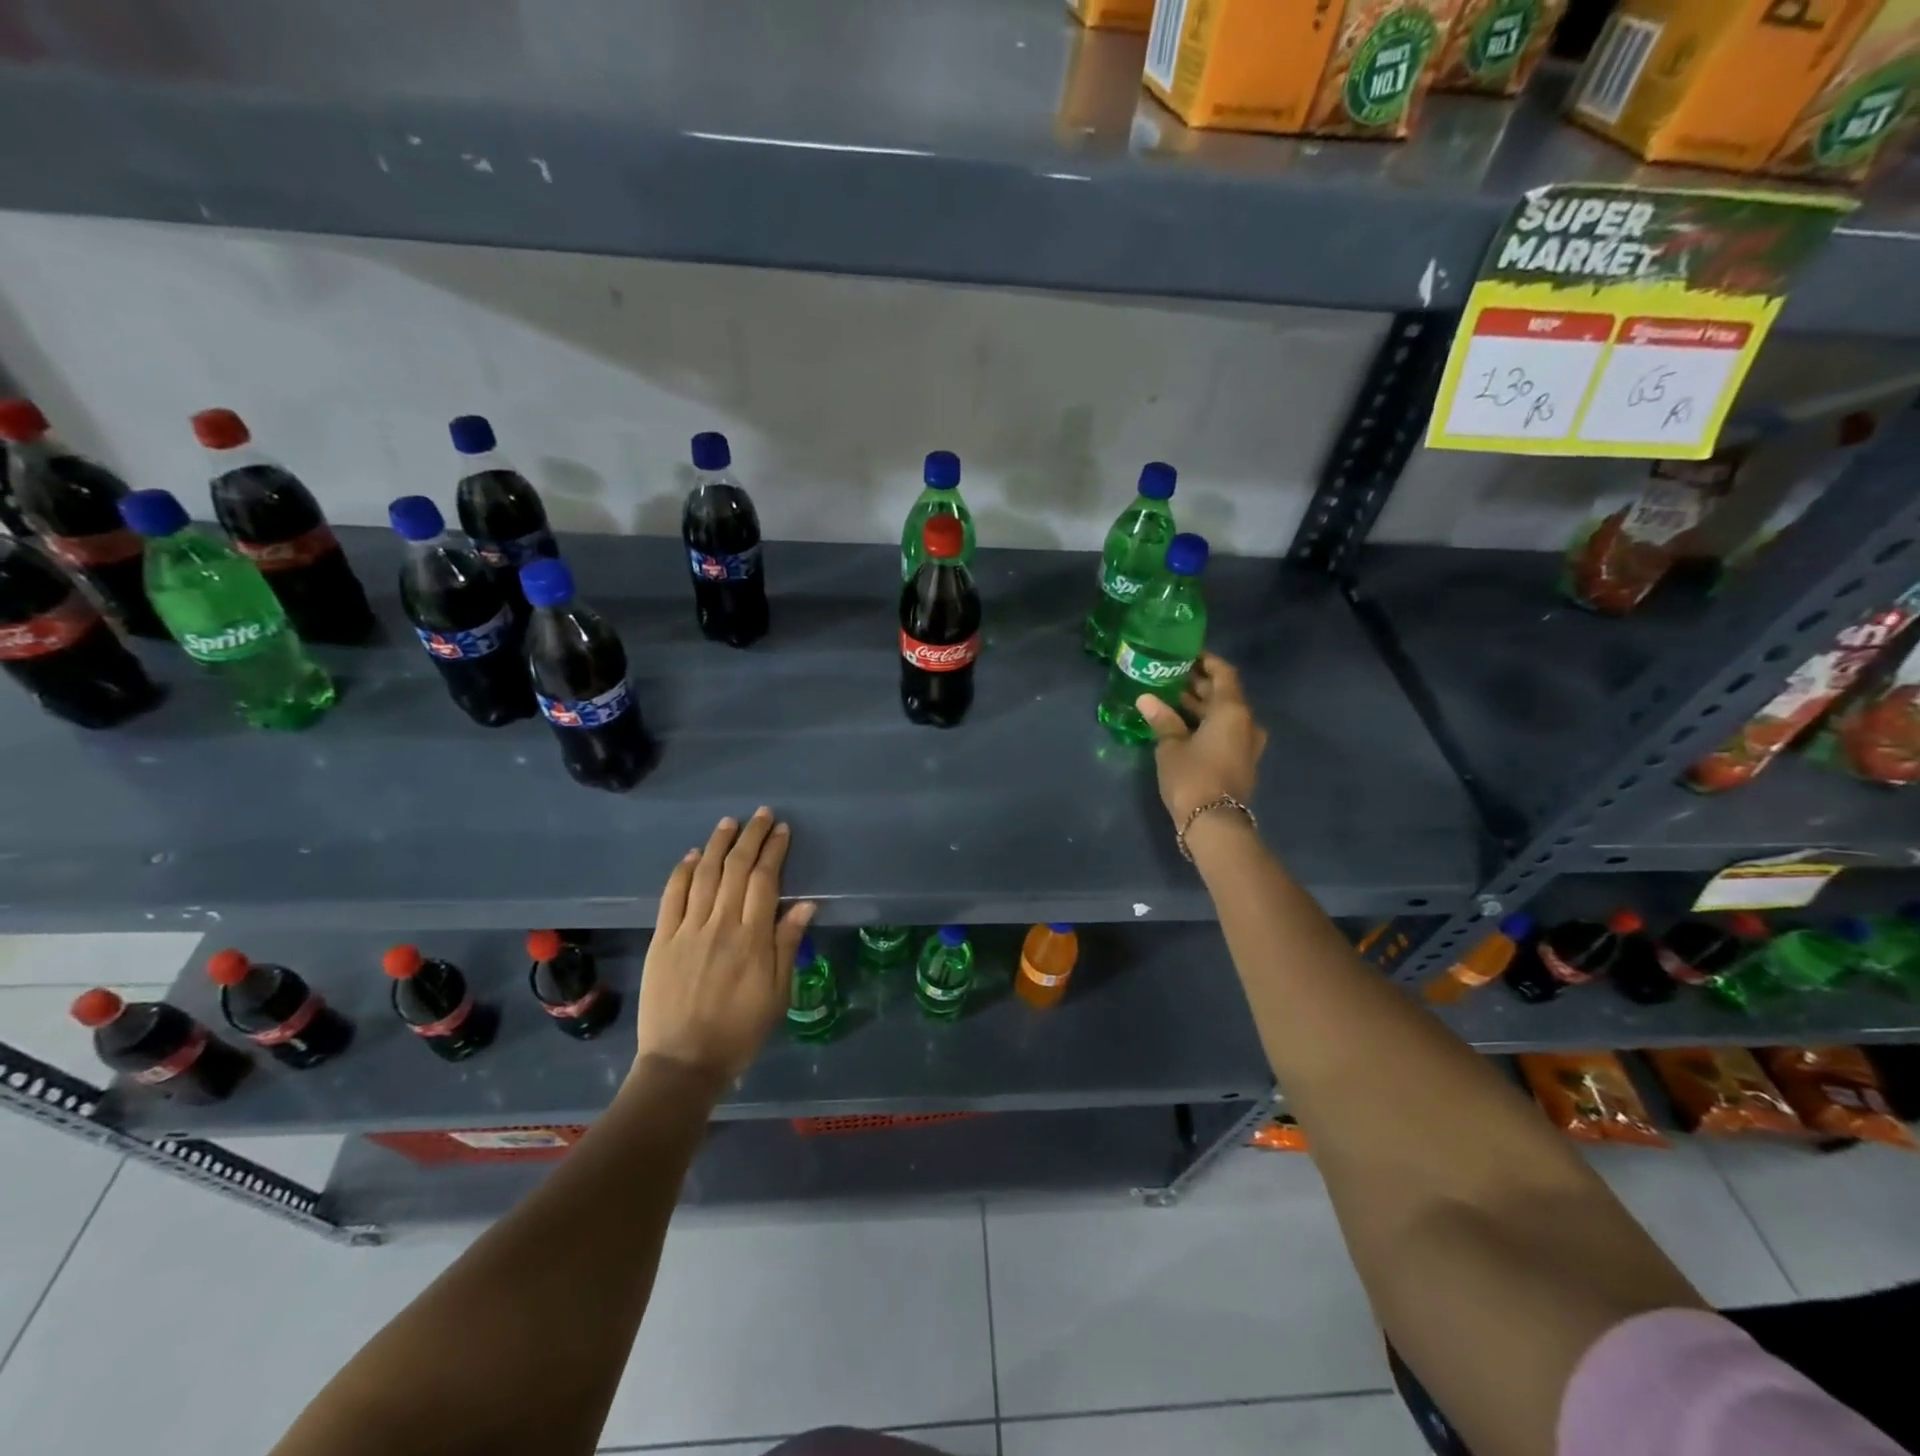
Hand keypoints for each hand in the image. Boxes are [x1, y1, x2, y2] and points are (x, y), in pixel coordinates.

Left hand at [635, 808, 813, 1085]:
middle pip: (735, 869)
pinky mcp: (662, 939)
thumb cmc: (739, 1031)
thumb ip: (787, 945)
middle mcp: (720, 924)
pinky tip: (691, 855)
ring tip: (729, 823)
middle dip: (750, 837)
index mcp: (752, 938)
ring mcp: (687, 929)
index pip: (764, 880)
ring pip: (704, 874)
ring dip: (717, 844)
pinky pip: (672, 896)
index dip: (774, 851)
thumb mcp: (777, 994)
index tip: (782, 830)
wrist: (683, 1063)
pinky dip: (682, 872)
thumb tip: (804, 905)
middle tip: (761, 815)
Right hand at [1136, 652, 1267, 823]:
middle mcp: (1246, 723)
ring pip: (1224, 716)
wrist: (1214, 823)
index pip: (1224, 674)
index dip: (1207, 662)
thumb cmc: (1192, 776)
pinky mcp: (1240, 762)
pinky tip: (1182, 726)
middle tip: (1172, 677)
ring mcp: (1246, 745)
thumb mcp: (1171, 746)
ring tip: (1171, 700)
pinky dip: (1207, 724)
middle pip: (1225, 695)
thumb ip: (1162, 719)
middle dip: (1200, 685)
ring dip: (1202, 707)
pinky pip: (1225, 733)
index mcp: (1233, 711)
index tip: (1188, 655)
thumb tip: (1146, 698)